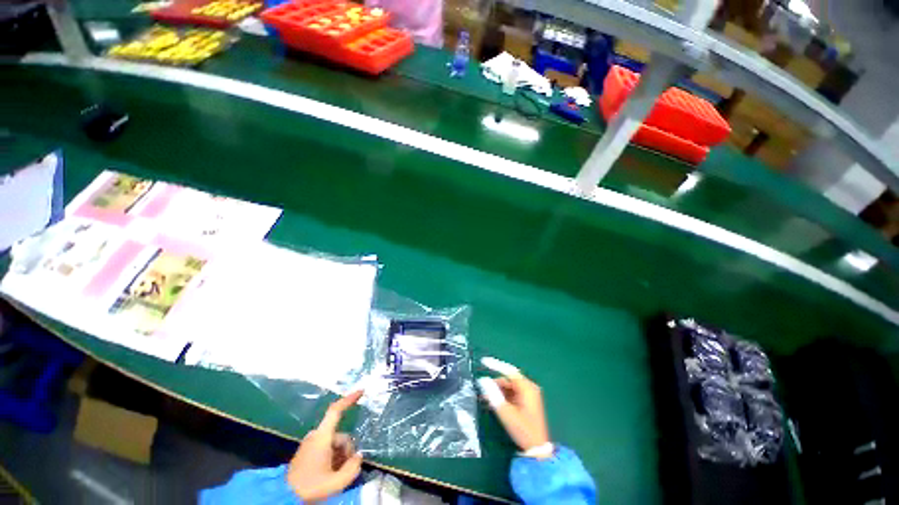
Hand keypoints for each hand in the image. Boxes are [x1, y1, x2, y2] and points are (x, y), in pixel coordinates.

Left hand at [286, 390, 363, 501]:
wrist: (284, 498)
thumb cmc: (310, 487)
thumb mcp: (336, 482)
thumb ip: (352, 467)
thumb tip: (359, 456)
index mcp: (322, 436)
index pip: (336, 410)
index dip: (349, 399)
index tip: (361, 391)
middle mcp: (315, 435)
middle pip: (340, 435)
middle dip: (347, 451)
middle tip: (345, 469)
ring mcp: (310, 443)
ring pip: (334, 443)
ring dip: (340, 456)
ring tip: (337, 474)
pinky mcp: (307, 451)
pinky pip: (326, 448)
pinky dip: (332, 458)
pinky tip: (331, 473)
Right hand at [478, 358, 550, 456]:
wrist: (538, 449)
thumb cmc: (523, 430)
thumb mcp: (506, 412)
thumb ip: (493, 394)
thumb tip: (483, 380)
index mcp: (527, 388)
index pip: (509, 371)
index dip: (495, 364)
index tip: (483, 361)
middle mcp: (529, 388)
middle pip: (509, 379)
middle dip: (495, 383)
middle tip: (482, 389)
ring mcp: (529, 395)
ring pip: (510, 386)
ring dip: (498, 390)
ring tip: (486, 398)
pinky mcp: (527, 401)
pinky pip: (513, 393)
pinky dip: (503, 395)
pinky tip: (494, 402)